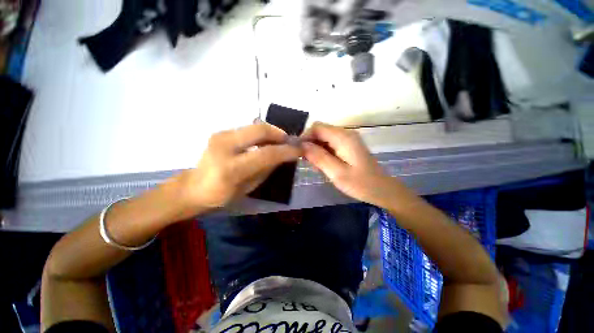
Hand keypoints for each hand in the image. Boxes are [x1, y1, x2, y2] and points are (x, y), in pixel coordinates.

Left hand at [177, 123, 301, 209]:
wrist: (194, 187)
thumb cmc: (223, 194)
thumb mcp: (249, 186)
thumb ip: (268, 168)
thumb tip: (283, 155)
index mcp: (231, 169)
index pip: (266, 154)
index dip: (286, 151)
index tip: (300, 150)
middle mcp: (224, 147)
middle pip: (260, 130)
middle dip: (280, 133)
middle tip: (290, 141)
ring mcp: (220, 135)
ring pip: (255, 126)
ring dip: (272, 132)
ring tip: (280, 141)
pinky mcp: (220, 132)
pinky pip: (248, 129)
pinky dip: (261, 134)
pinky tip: (266, 142)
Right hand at [301, 122, 402, 206]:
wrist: (381, 189)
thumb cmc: (360, 183)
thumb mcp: (336, 173)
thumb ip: (319, 157)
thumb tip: (302, 145)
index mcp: (343, 137)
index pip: (317, 127)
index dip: (305, 137)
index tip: (299, 152)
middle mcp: (345, 134)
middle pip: (320, 131)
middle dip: (310, 144)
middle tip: (306, 161)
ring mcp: (347, 139)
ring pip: (324, 138)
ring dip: (316, 149)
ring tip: (314, 165)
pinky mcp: (348, 146)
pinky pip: (330, 144)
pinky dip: (323, 152)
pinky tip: (323, 164)